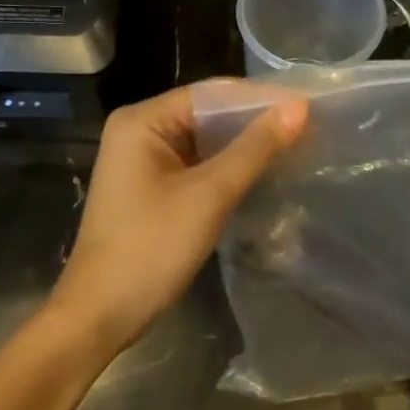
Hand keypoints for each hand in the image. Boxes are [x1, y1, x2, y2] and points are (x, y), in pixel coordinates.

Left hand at [48, 83, 307, 360]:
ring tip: (297, 145)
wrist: (99, 317)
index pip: (212, 93)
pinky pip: (197, 164)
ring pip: (205, 140)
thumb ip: (255, 148)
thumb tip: (300, 107)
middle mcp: (140, 130)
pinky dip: (228, 167)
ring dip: (245, 145)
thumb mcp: (209, 195)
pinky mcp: (151, 187)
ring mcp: (143, 160)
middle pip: (208, 114)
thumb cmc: (150, 249)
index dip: (262, 97)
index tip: (309, 104)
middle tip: (310, 126)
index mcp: (142, 119)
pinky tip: (263, 171)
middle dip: (256, 121)